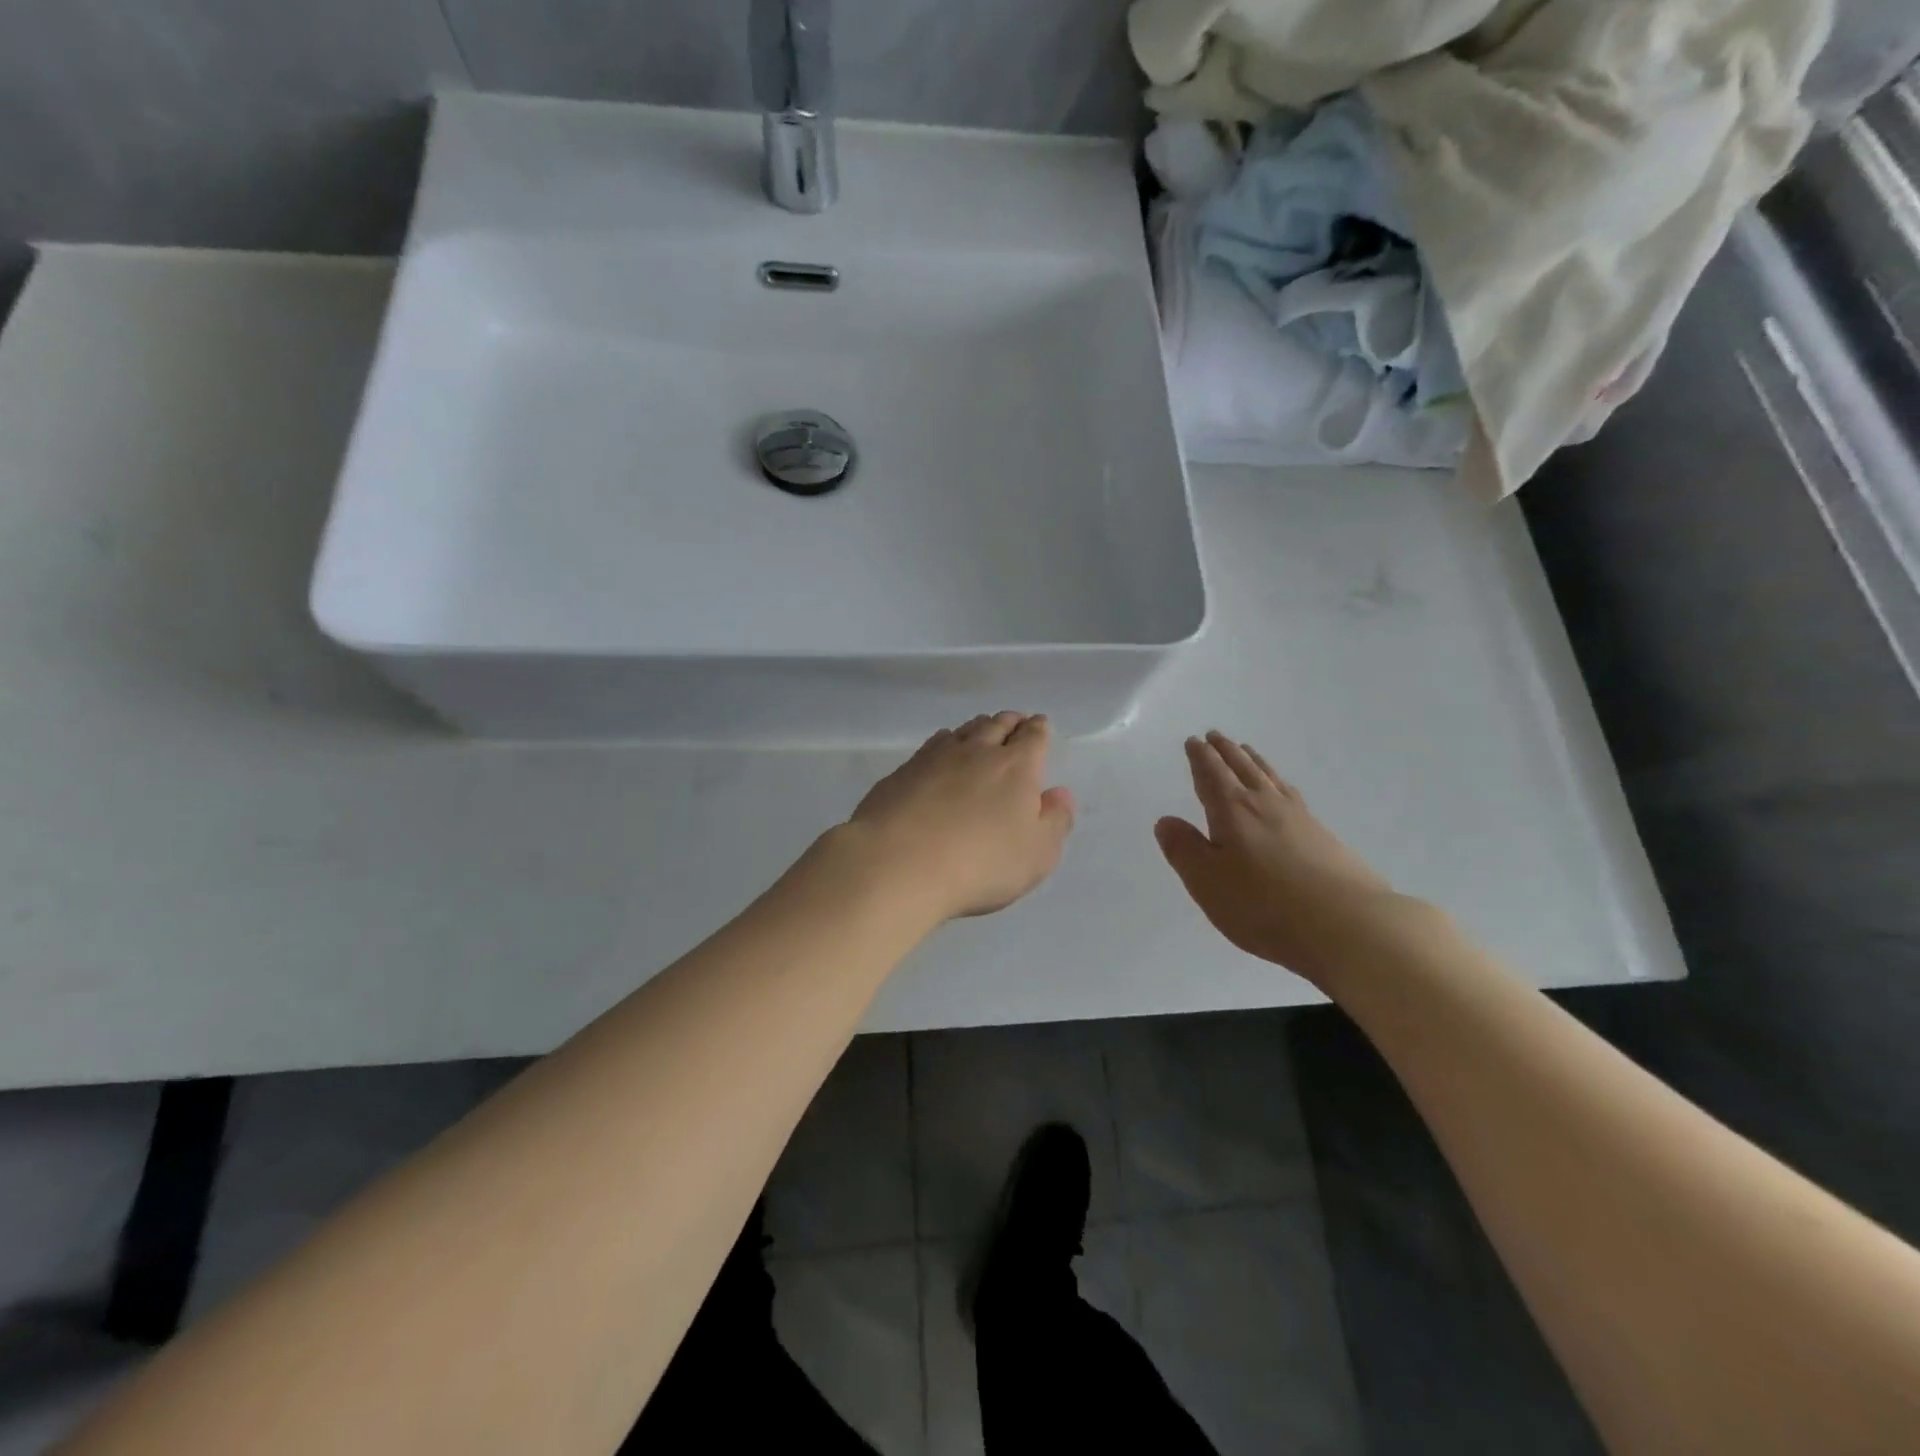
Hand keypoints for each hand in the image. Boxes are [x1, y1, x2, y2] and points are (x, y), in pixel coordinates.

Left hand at [845, 712, 1076, 920]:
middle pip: (998, 725)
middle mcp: (977, 752)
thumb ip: (1055, 821)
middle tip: (1015, 722)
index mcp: (1016, 767)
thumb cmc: (980, 863)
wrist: (898, 863)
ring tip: (983, 730)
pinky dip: (945, 741)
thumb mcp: (1037, 854)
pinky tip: (942, 749)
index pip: (1033, 737)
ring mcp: (936, 757)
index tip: (1040, 724)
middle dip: (1010, 722)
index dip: (1039, 729)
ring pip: (964, 731)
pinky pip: (933, 745)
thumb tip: (1060, 793)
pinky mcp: (903, 771)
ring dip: (978, 728)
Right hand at [1155, 731, 1398, 978]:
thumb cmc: (1264, 905)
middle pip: (1243, 768)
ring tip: (1247, 752)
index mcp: (1233, 810)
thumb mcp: (1207, 882)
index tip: (1194, 741)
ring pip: (1270, 778)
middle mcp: (1266, 804)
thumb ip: (1184, 849)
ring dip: (1254, 762)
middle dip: (1226, 752)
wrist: (1348, 926)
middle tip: (1216, 736)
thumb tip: (1166, 821)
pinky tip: (1284, 792)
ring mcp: (1300, 818)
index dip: (1201, 757)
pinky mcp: (1324, 837)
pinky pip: (1292, 795)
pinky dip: (1279, 783)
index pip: (1212, 774)